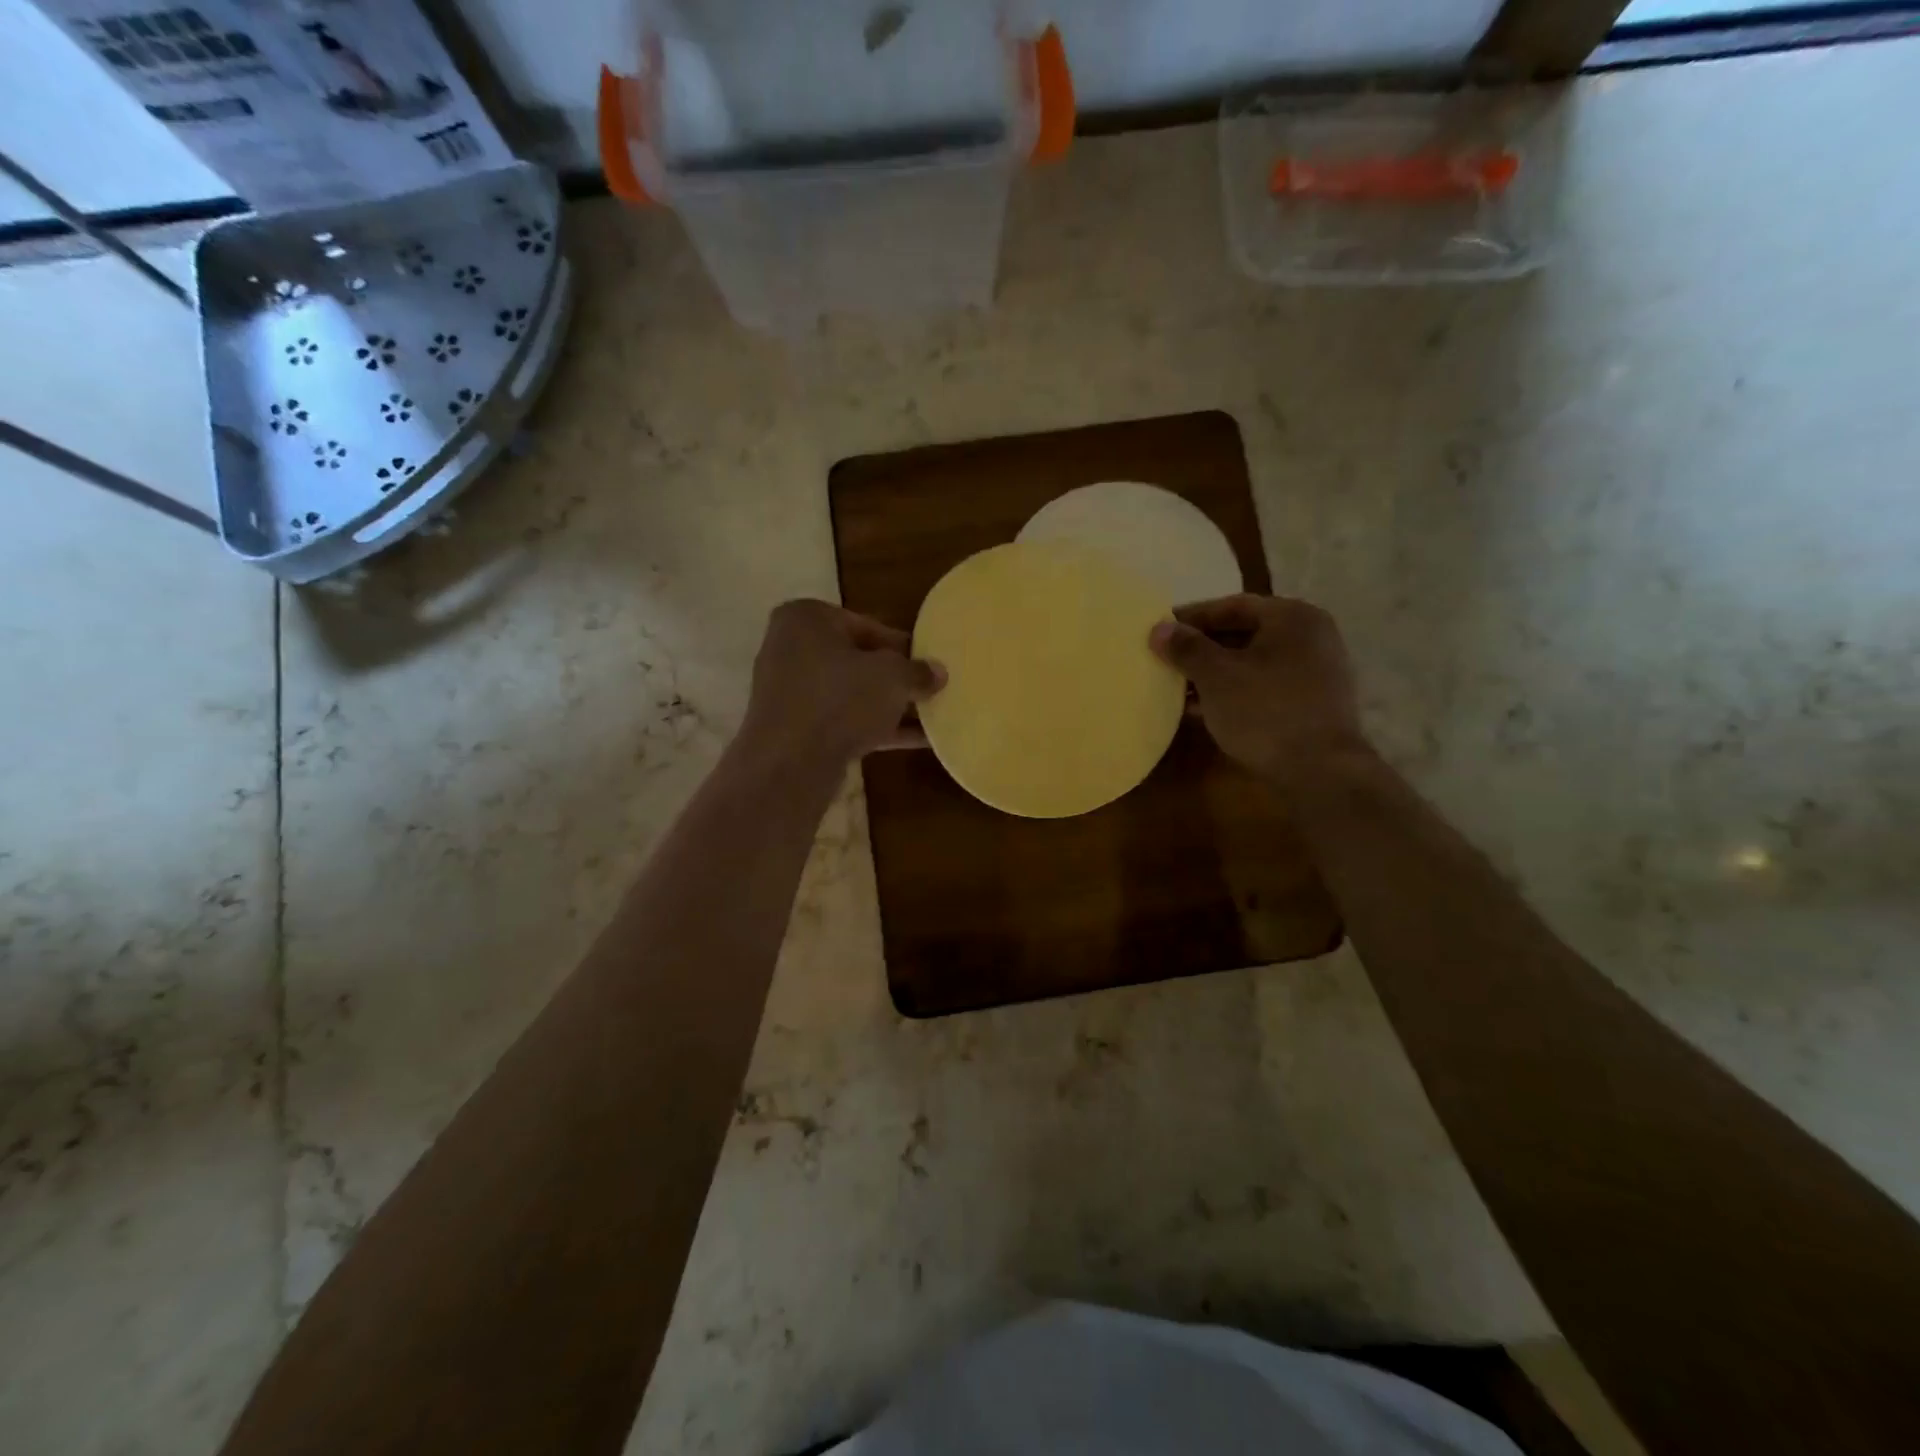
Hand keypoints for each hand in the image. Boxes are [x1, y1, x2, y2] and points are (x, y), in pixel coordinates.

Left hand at [739, 600, 945, 767]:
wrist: (791, 765)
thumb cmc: (840, 700)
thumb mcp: (892, 677)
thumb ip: (918, 671)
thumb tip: (938, 672)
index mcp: (806, 618)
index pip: (867, 626)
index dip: (904, 646)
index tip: (929, 663)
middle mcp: (791, 648)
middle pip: (857, 660)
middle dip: (895, 678)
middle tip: (930, 689)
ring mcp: (790, 692)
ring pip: (851, 693)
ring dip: (889, 705)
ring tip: (932, 716)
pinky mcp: (795, 729)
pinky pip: (843, 721)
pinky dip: (876, 728)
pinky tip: (918, 741)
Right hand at [1149, 594, 1367, 786]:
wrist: (1321, 773)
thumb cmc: (1265, 712)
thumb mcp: (1216, 676)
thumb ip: (1186, 648)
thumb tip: (1159, 628)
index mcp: (1292, 617)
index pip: (1232, 606)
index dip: (1191, 617)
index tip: (1160, 631)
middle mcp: (1311, 637)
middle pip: (1244, 632)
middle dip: (1202, 647)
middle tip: (1165, 659)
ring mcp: (1316, 672)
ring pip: (1253, 663)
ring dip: (1215, 673)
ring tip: (1177, 687)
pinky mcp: (1313, 705)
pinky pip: (1264, 687)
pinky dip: (1234, 692)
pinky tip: (1203, 710)